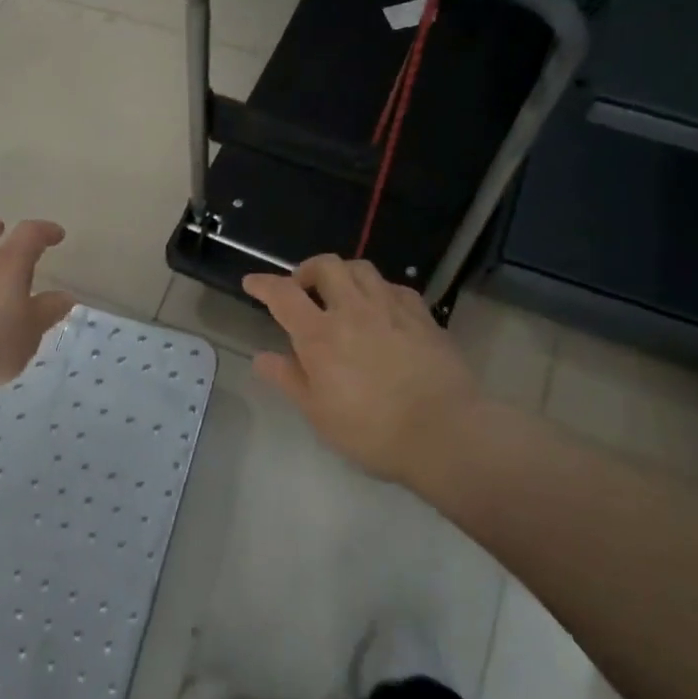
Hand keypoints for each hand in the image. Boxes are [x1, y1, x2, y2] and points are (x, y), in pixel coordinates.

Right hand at [242, 256, 480, 486]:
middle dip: (306, 270)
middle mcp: (353, 310)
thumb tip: (262, 357)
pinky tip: (381, 310)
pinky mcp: (423, 317)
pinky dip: (379, 290)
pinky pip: (395, 287)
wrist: (446, 433)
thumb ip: (289, 379)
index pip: (283, 294)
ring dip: (343, 275)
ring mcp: (392, 309)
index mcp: (320, 334)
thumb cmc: (372, 430)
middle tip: (302, 290)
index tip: (252, 283)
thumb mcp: (318, 413)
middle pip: (325, 266)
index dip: (263, 284)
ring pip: (361, 269)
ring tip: (340, 295)